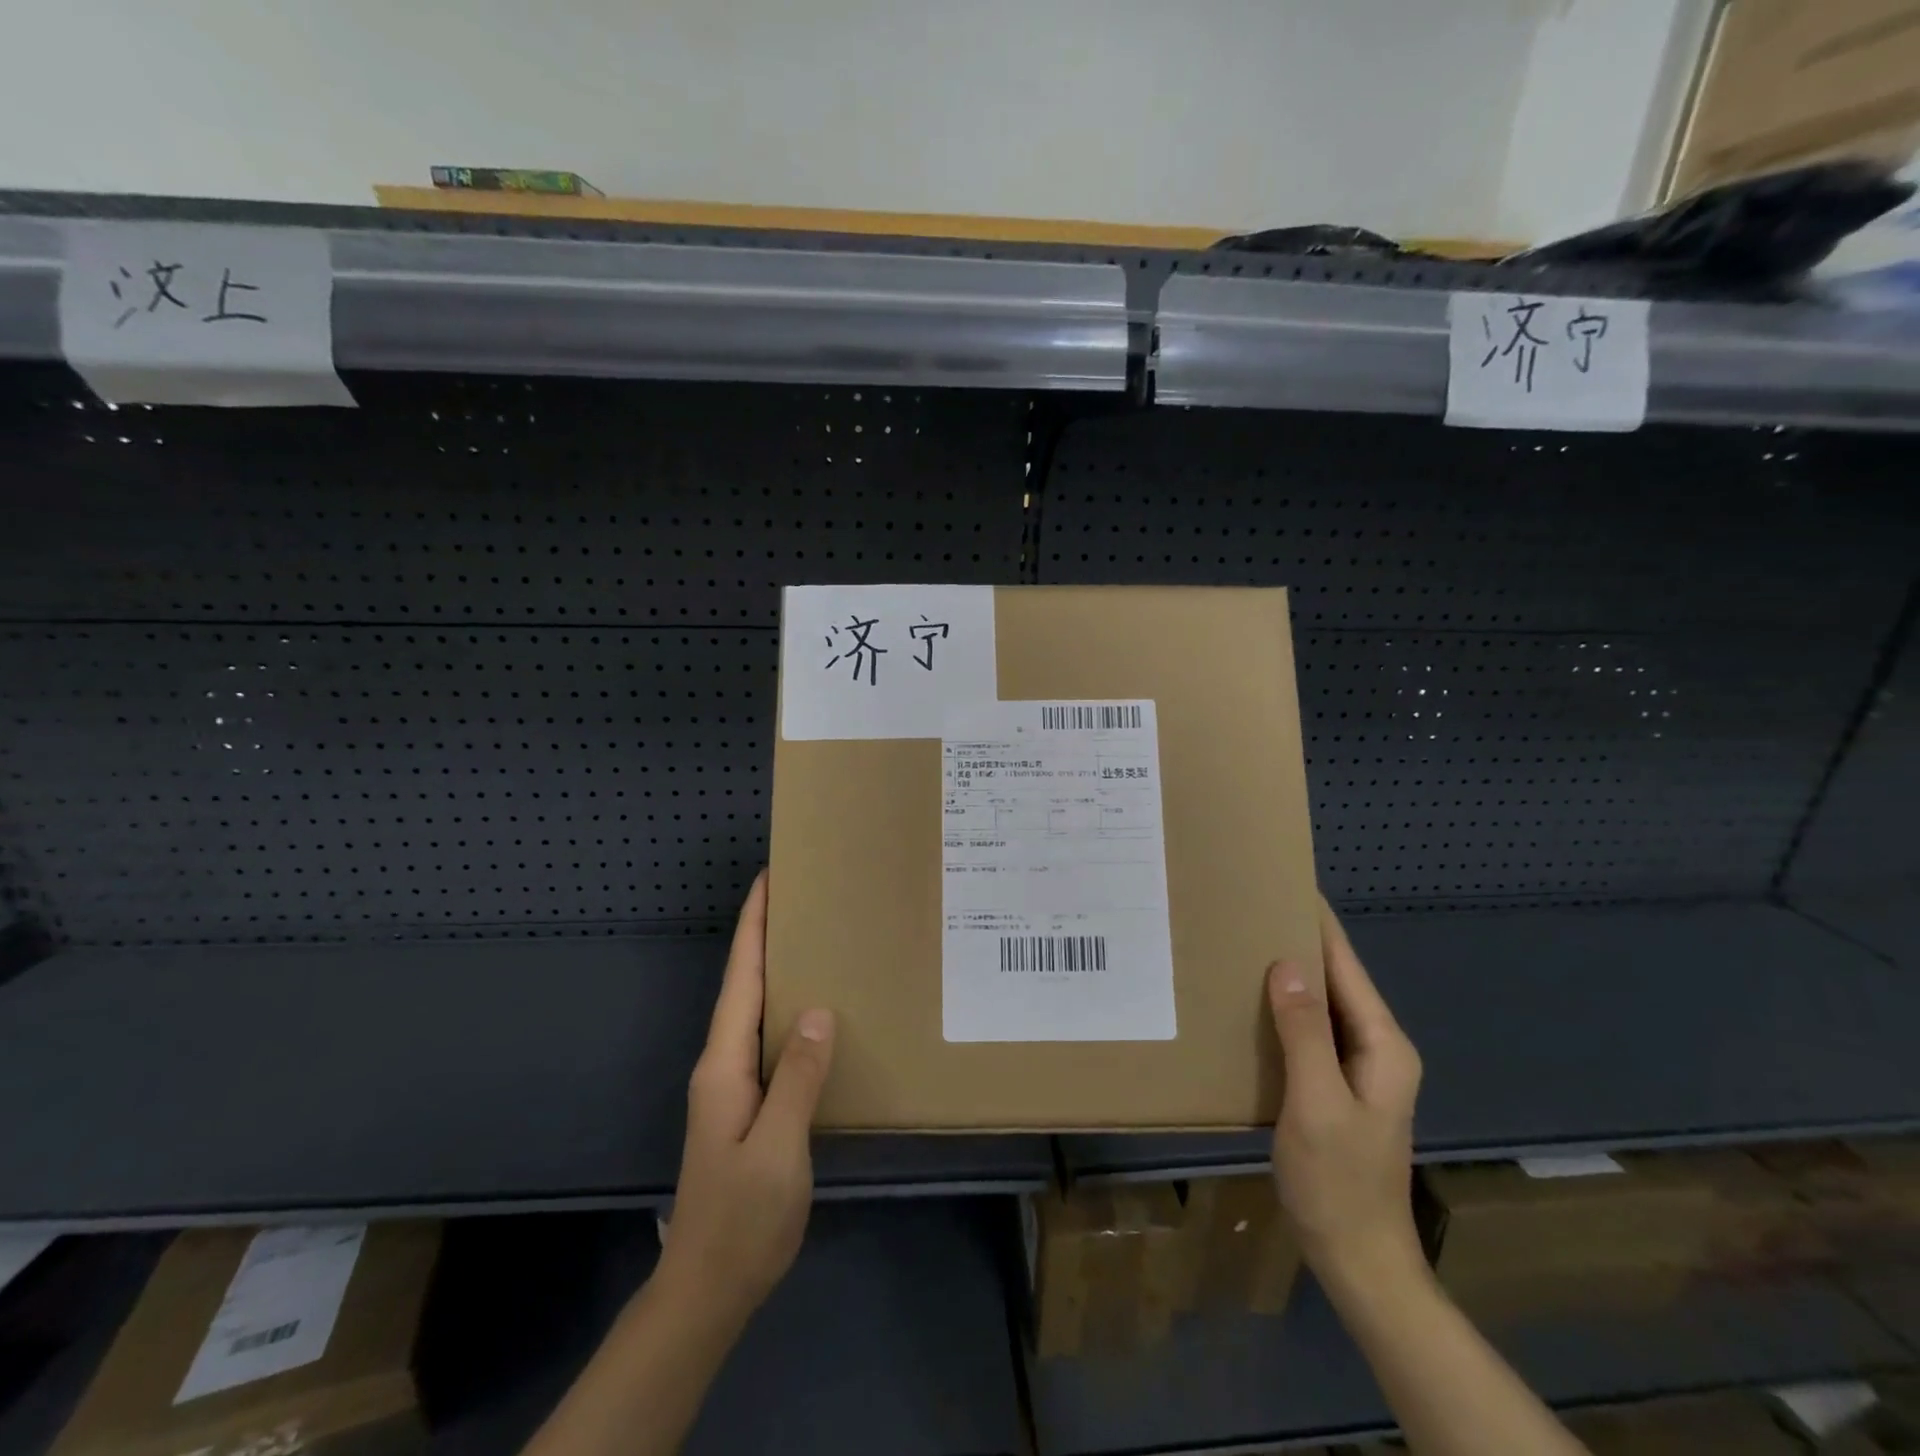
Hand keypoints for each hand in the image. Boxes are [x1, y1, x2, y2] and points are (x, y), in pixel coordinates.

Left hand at [658, 871, 836, 1327]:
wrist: (708, 1288)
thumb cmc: (742, 1218)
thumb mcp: (778, 1149)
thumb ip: (797, 1078)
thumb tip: (818, 1010)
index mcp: (724, 1064)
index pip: (740, 979)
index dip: (753, 927)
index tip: (769, 879)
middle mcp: (722, 1064)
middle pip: (744, 985)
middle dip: (765, 936)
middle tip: (801, 897)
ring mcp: (732, 1085)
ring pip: (755, 1010)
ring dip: (776, 968)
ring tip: (813, 937)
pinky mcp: (747, 1104)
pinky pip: (768, 1039)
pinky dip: (787, 1008)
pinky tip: (814, 1011)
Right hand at [1267, 898, 1425, 1296]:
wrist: (1358, 1259)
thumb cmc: (1339, 1181)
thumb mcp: (1317, 1103)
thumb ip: (1304, 1033)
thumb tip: (1286, 964)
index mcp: (1382, 1045)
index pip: (1347, 966)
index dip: (1318, 924)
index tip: (1285, 883)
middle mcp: (1375, 1047)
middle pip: (1335, 979)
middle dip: (1297, 942)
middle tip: (1247, 907)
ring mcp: (1356, 1068)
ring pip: (1319, 1004)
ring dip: (1286, 974)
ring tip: (1241, 941)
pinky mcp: (1334, 1084)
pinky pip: (1307, 1030)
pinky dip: (1281, 1008)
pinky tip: (1248, 1001)